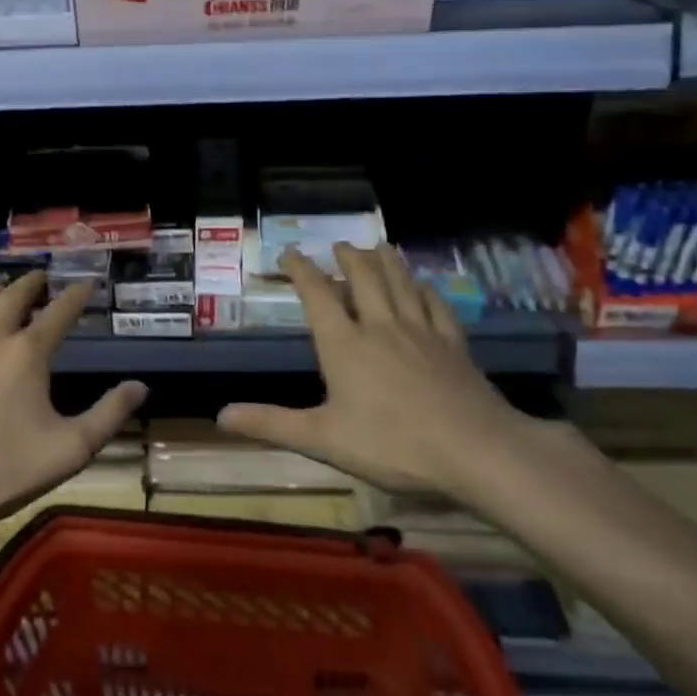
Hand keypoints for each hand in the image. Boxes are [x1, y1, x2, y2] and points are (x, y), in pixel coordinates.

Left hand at [0, 273, 147, 545]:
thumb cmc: (4, 470)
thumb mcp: (71, 449)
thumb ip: (109, 415)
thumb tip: (141, 386)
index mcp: (27, 354)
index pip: (59, 313)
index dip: (76, 295)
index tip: (86, 283)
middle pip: (11, 299)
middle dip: (29, 284)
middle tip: (38, 278)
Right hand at [218, 244, 551, 498]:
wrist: (475, 450)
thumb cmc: (392, 445)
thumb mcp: (323, 439)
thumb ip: (272, 424)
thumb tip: (221, 415)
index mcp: (345, 345)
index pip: (317, 295)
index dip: (301, 270)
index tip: (289, 252)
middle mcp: (380, 327)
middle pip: (363, 279)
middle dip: (348, 258)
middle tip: (339, 245)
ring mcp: (421, 333)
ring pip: (401, 284)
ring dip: (386, 262)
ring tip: (379, 246)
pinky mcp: (453, 346)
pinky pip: (436, 306)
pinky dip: (425, 291)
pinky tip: (424, 287)